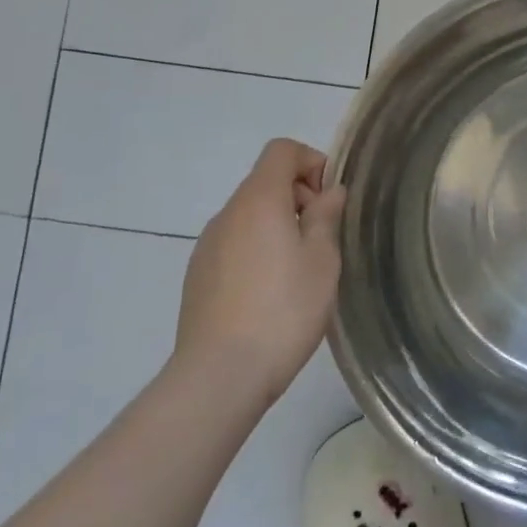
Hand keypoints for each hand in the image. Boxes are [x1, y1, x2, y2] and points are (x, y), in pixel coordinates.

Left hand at [174, 138, 345, 403]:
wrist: (219, 376)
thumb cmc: (283, 310)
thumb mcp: (322, 260)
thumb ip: (326, 217)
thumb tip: (329, 192)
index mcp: (259, 200)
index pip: (281, 150)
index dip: (311, 162)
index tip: (328, 200)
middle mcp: (228, 214)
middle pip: (265, 181)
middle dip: (299, 197)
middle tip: (322, 238)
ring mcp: (207, 245)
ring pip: (250, 215)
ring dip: (278, 225)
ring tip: (299, 270)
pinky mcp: (198, 275)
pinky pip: (235, 243)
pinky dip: (258, 249)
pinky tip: (270, 293)